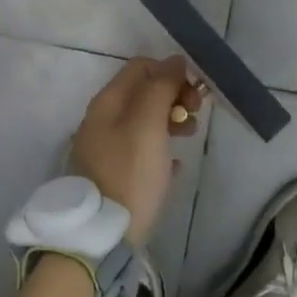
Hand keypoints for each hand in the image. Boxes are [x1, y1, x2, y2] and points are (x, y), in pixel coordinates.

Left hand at [68, 55, 202, 244]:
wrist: (101, 235)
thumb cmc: (129, 174)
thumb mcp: (148, 125)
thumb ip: (160, 88)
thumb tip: (174, 60)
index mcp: (107, 103)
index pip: (141, 67)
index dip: (170, 72)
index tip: (194, 93)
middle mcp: (102, 120)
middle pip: (143, 93)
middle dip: (173, 96)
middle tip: (195, 116)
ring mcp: (106, 148)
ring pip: (144, 121)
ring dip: (170, 121)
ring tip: (190, 138)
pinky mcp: (114, 175)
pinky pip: (142, 150)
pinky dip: (161, 149)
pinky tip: (175, 165)